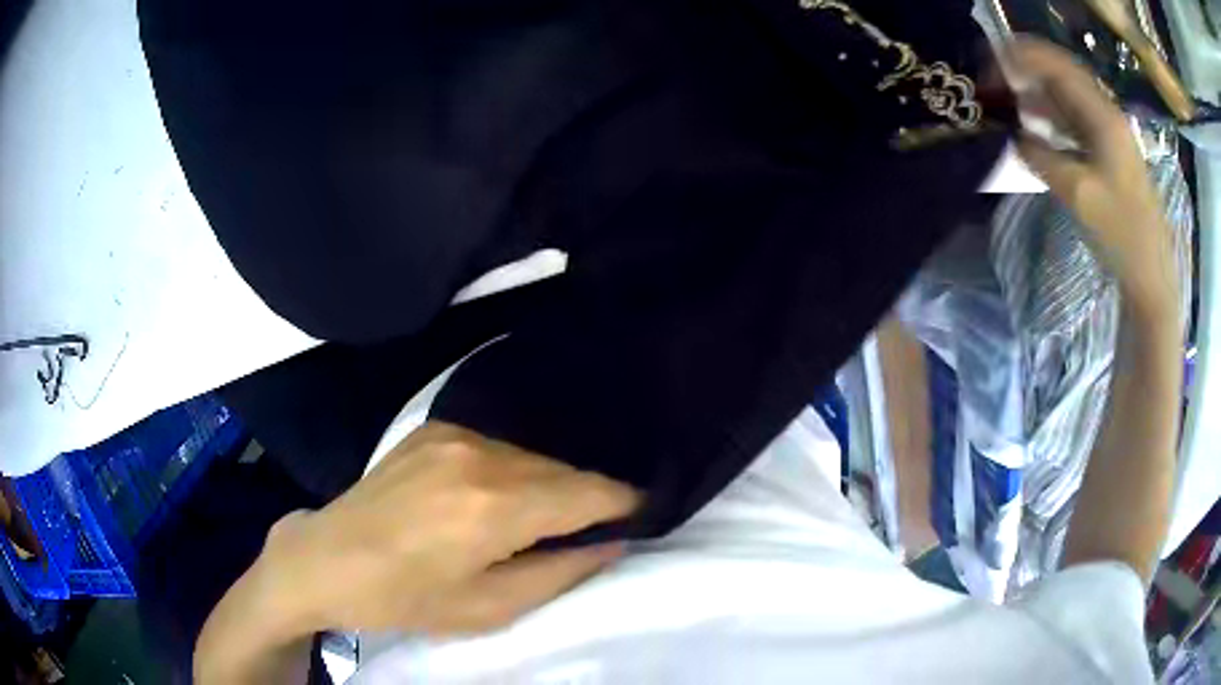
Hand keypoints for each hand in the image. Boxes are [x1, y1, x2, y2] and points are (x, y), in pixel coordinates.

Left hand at [196, 422, 638, 682]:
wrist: (326, 557)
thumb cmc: (405, 598)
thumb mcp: (487, 608)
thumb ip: (558, 573)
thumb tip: (611, 543)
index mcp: (493, 507)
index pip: (587, 492)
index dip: (624, 502)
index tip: (642, 514)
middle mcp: (481, 455)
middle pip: (563, 470)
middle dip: (588, 498)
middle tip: (595, 528)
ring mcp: (454, 435)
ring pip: (533, 455)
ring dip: (551, 484)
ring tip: (545, 518)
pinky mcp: (435, 428)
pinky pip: (500, 445)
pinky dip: (517, 469)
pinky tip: (504, 495)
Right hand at [1011, 38, 1178, 315]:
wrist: (1151, 274)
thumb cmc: (1121, 233)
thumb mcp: (1078, 194)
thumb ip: (1041, 157)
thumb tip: (1013, 137)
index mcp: (1103, 116)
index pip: (1057, 67)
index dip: (1023, 57)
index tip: (991, 63)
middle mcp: (1107, 115)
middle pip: (1062, 75)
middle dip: (1028, 71)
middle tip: (996, 79)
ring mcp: (1110, 133)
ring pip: (1069, 97)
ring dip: (1038, 93)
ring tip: (1008, 98)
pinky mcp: (1110, 152)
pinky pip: (1076, 121)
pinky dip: (1053, 117)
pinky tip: (1036, 126)